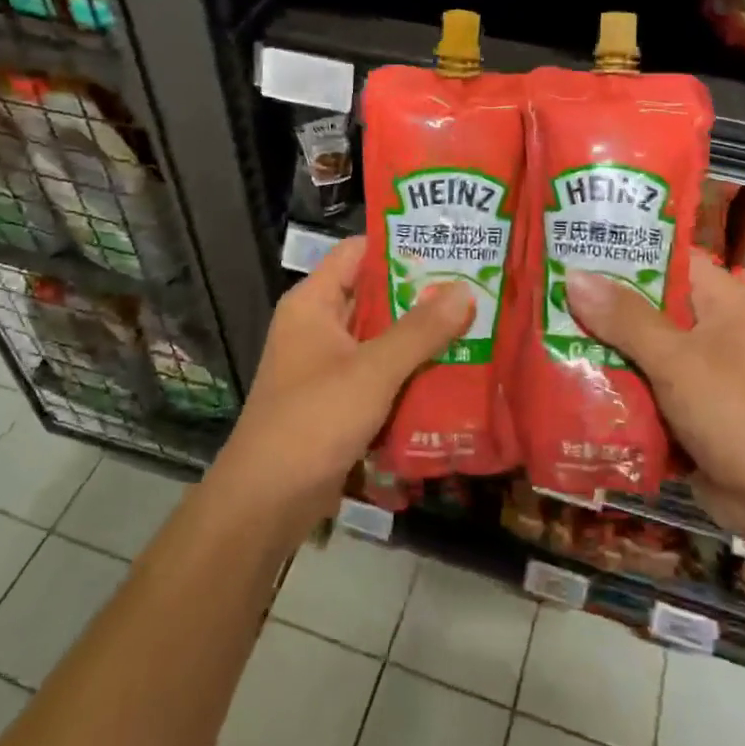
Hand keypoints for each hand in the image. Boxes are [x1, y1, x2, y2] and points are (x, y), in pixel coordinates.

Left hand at [207, 236, 474, 533]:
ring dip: (422, 335)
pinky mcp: (340, 399)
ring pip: (382, 336)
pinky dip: (411, 370)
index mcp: (314, 302)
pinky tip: (455, 370)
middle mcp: (319, 325)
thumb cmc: (313, 421)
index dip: (401, 244)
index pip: (359, 252)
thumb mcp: (372, 371)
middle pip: (376, 295)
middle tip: (477, 285)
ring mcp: (328, 364)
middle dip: (423, 294)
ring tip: (477, 322)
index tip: (450, 243)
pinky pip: (381, 372)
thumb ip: (420, 330)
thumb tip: (465, 289)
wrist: (267, 501)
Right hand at [563, 255, 744, 520]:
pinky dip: (616, 389)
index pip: (666, 257)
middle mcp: (714, 329)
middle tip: (542, 296)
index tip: (568, 248)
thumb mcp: (678, 361)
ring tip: (542, 336)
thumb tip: (573, 275)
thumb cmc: (741, 415)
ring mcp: (703, 373)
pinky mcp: (692, 412)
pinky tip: (568, 383)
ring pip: (641, 351)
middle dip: (599, 307)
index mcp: (723, 301)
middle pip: (647, 306)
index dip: (619, 251)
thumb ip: (625, 319)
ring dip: (602, 351)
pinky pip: (646, 389)